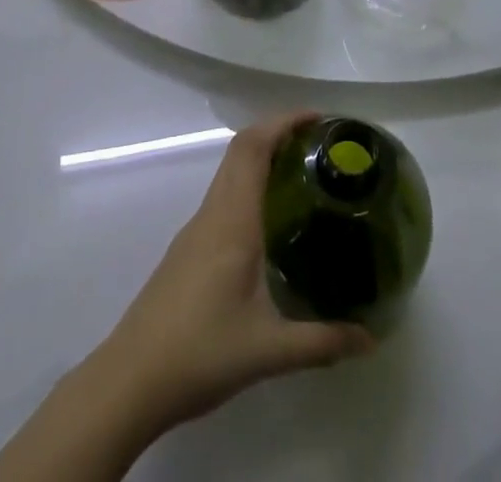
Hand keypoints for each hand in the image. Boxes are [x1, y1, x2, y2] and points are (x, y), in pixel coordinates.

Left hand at [92, 114, 375, 433]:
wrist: (130, 380)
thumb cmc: (200, 354)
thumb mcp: (268, 351)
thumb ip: (321, 342)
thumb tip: (370, 339)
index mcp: (232, 220)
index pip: (253, 147)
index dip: (283, 122)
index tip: (318, 119)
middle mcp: (213, 212)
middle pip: (241, 149)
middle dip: (278, 132)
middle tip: (319, 143)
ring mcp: (197, 229)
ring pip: (230, 171)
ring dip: (262, 157)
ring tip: (302, 173)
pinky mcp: (188, 248)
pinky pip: (224, 195)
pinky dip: (250, 184)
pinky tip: (270, 219)